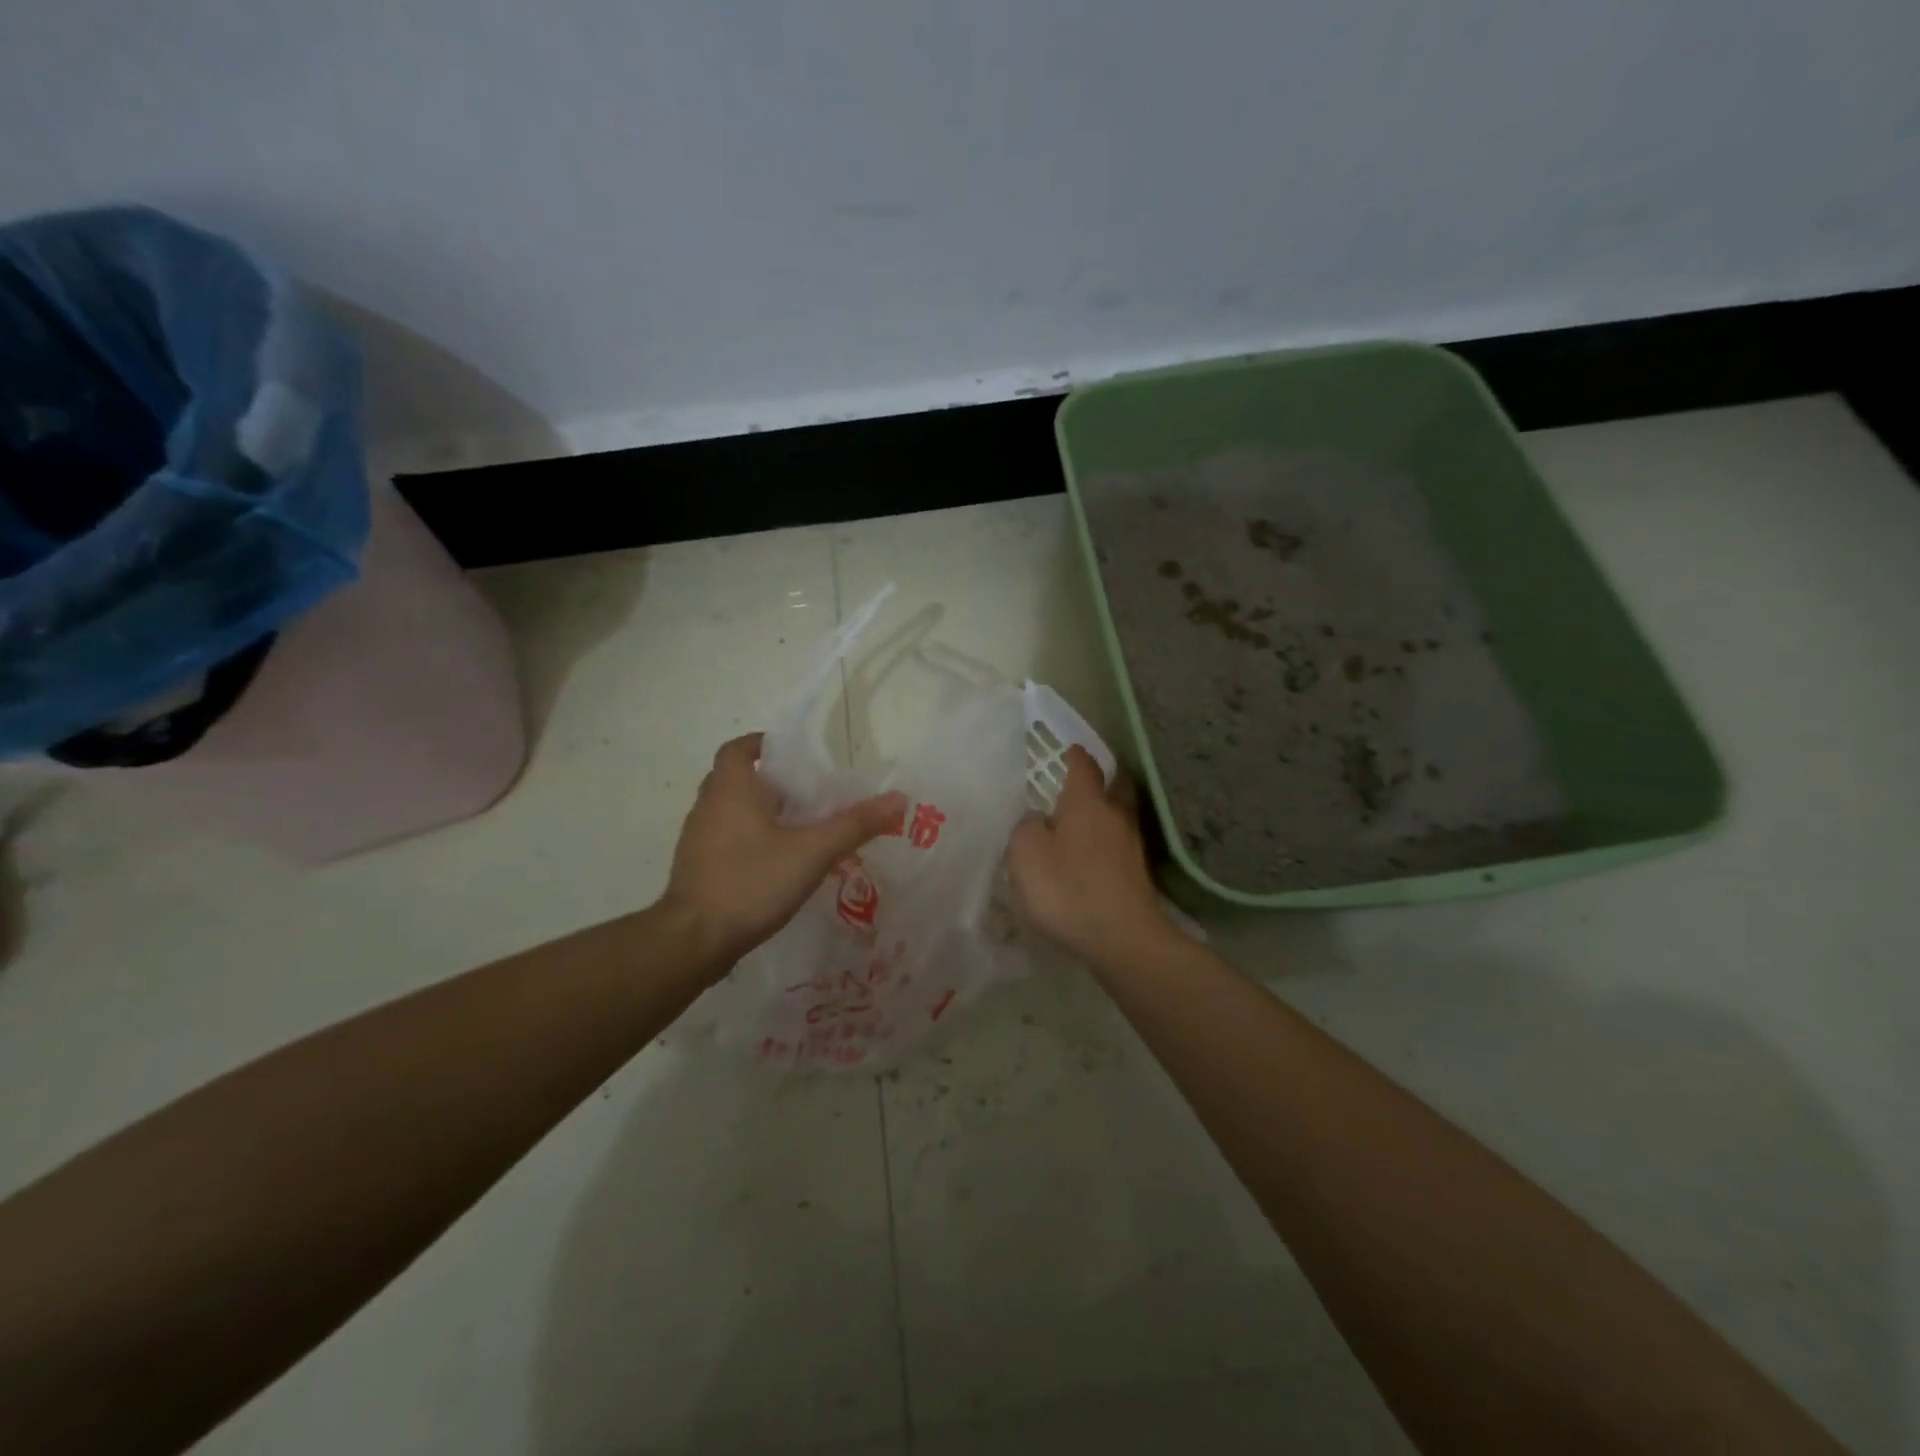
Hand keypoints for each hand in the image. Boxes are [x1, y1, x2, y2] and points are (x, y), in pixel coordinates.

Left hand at [661, 733, 905, 971]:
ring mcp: (697, 840)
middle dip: (769, 782)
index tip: (792, 754)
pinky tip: (775, 863)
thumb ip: (854, 825)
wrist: (694, 940)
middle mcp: (708, 807)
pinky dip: (747, 840)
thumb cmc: (751, 881)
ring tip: (797, 828)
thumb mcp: (812, 852)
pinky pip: (724, 840)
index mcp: (731, 789)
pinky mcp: (696, 869)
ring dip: (758, 812)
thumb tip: (898, 799)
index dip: (763, 744)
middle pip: (735, 779)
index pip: (739, 749)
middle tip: (806, 794)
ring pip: (729, 812)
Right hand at [1007, 746, 1172, 964]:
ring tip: (1082, 823)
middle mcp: (1115, 816)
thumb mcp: (1026, 853)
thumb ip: (1026, 828)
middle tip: (1083, 783)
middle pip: (1116, 786)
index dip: (1075, 756)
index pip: (1084, 766)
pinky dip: (1107, 843)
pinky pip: (1120, 846)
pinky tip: (1092, 858)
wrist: (1122, 938)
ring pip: (1120, 816)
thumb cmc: (1067, 888)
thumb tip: (1037, 820)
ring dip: (1105, 814)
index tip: (1069, 750)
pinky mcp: (1138, 874)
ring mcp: (1132, 846)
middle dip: (1103, 780)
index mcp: (1087, 802)